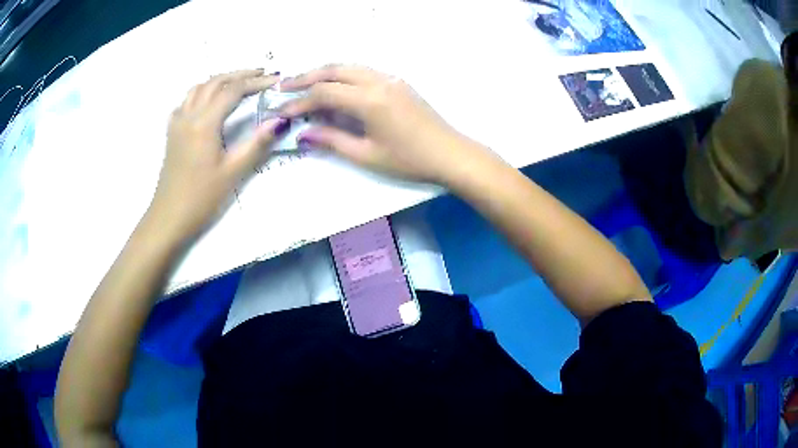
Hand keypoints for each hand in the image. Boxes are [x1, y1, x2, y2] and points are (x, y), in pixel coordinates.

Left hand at [147, 69, 288, 241]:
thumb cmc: (201, 198)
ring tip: (237, 82)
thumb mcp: (233, 172)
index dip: (256, 82)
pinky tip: (207, 102)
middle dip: (239, 74)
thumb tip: (281, 120)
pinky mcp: (172, 133)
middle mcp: (189, 115)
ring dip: (219, 80)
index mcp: (205, 122)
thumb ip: (257, 143)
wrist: (168, 217)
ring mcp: (177, 123)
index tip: (275, 80)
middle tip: (261, 74)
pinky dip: (201, 93)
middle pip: (215, 82)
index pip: (233, 90)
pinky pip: (186, 102)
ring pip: (198, 88)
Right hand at [279, 65, 478, 183]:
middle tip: (284, 86)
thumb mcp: (366, 155)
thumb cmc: (409, 161)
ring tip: (304, 84)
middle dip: (307, 77)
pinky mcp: (398, 82)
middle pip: (334, 70)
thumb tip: (303, 134)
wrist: (451, 154)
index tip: (282, 111)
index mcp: (369, 100)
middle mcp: (378, 81)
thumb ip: (332, 140)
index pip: (324, 93)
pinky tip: (335, 87)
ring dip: (324, 73)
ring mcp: (390, 78)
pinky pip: (363, 71)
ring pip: (349, 67)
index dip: (300, 102)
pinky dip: (343, 75)